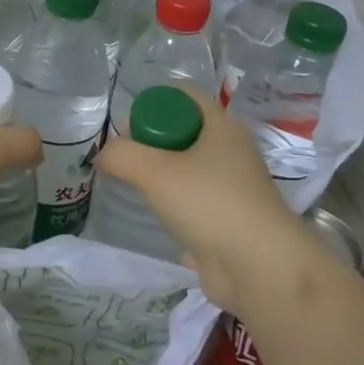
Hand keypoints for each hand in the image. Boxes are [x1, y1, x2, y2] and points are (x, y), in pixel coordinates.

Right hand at [95, 86, 314, 312]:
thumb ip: (122, 156)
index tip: (128, 126)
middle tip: (126, 160)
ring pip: (190, 170)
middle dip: (153, 142)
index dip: (153, 102)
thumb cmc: (210, 204)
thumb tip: (103, 155)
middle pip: (185, 132)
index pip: (184, 95)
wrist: (260, 269)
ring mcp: (234, 188)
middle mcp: (232, 152)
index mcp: (222, 127)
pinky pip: (197, 203)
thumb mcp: (155, 172)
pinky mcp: (231, 221)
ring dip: (163, 177)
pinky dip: (177, 209)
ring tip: (138, 190)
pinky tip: (160, 221)